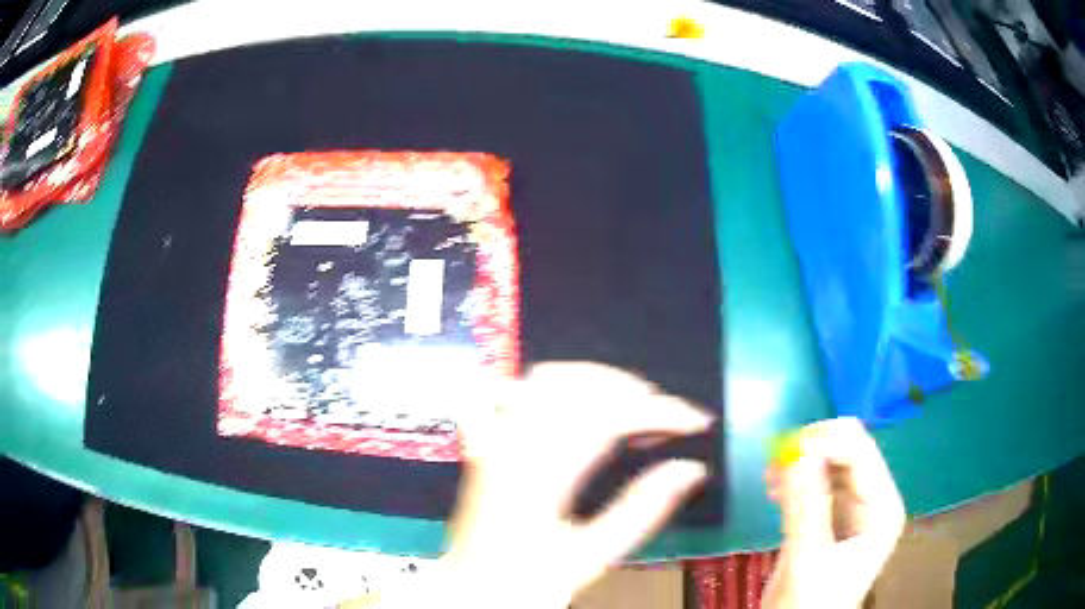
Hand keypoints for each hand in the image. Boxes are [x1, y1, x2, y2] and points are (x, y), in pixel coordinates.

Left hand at [440, 363, 713, 608]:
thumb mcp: (592, 556)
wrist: (471, 586)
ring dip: (598, 381)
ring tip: (630, 403)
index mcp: (540, 477)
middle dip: (634, 391)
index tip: (695, 421)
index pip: (608, 417)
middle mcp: (512, 447)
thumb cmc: (528, 580)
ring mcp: (493, 439)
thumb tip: (689, 469)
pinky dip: (551, 385)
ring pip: (547, 378)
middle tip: (666, 416)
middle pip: (578, 385)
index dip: (659, 411)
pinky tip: (571, 400)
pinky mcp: (486, 441)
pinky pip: (512, 389)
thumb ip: (642, 511)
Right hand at [762, 418, 905, 608]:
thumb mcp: (808, 560)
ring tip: (770, 481)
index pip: (860, 450)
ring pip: (829, 460)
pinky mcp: (832, 513)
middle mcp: (873, 497)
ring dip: (800, 463)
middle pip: (847, 449)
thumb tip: (798, 451)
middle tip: (774, 467)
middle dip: (811, 451)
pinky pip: (816, 480)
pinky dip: (795, 479)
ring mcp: (854, 505)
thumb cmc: (812, 603)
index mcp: (882, 506)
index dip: (824, 444)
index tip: (783, 457)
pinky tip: (775, 492)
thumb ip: (806, 508)